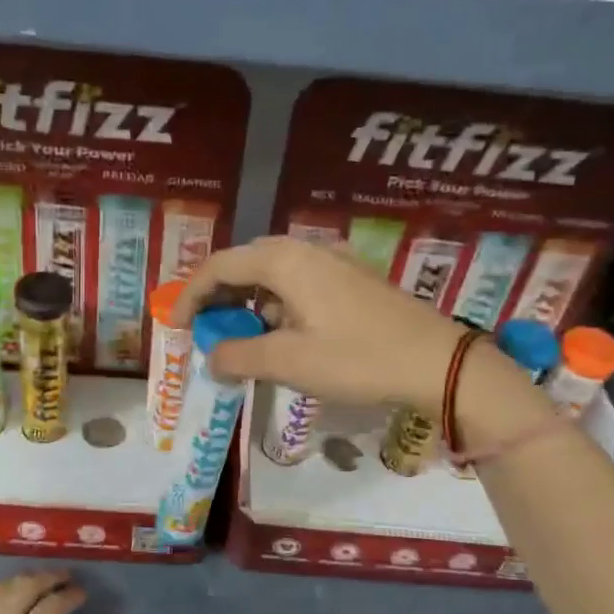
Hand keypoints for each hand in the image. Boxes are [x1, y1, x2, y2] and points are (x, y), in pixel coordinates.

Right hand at [173, 237, 471, 414]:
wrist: (438, 363)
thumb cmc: (357, 359)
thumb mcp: (289, 362)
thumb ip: (239, 355)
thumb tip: (210, 356)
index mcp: (286, 261)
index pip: (220, 266)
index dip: (190, 295)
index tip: (174, 327)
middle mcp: (308, 250)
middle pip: (246, 263)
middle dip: (218, 295)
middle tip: (204, 329)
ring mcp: (335, 261)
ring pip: (275, 273)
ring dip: (249, 301)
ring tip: (241, 336)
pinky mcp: (354, 279)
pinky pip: (300, 282)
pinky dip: (278, 304)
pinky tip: (284, 333)